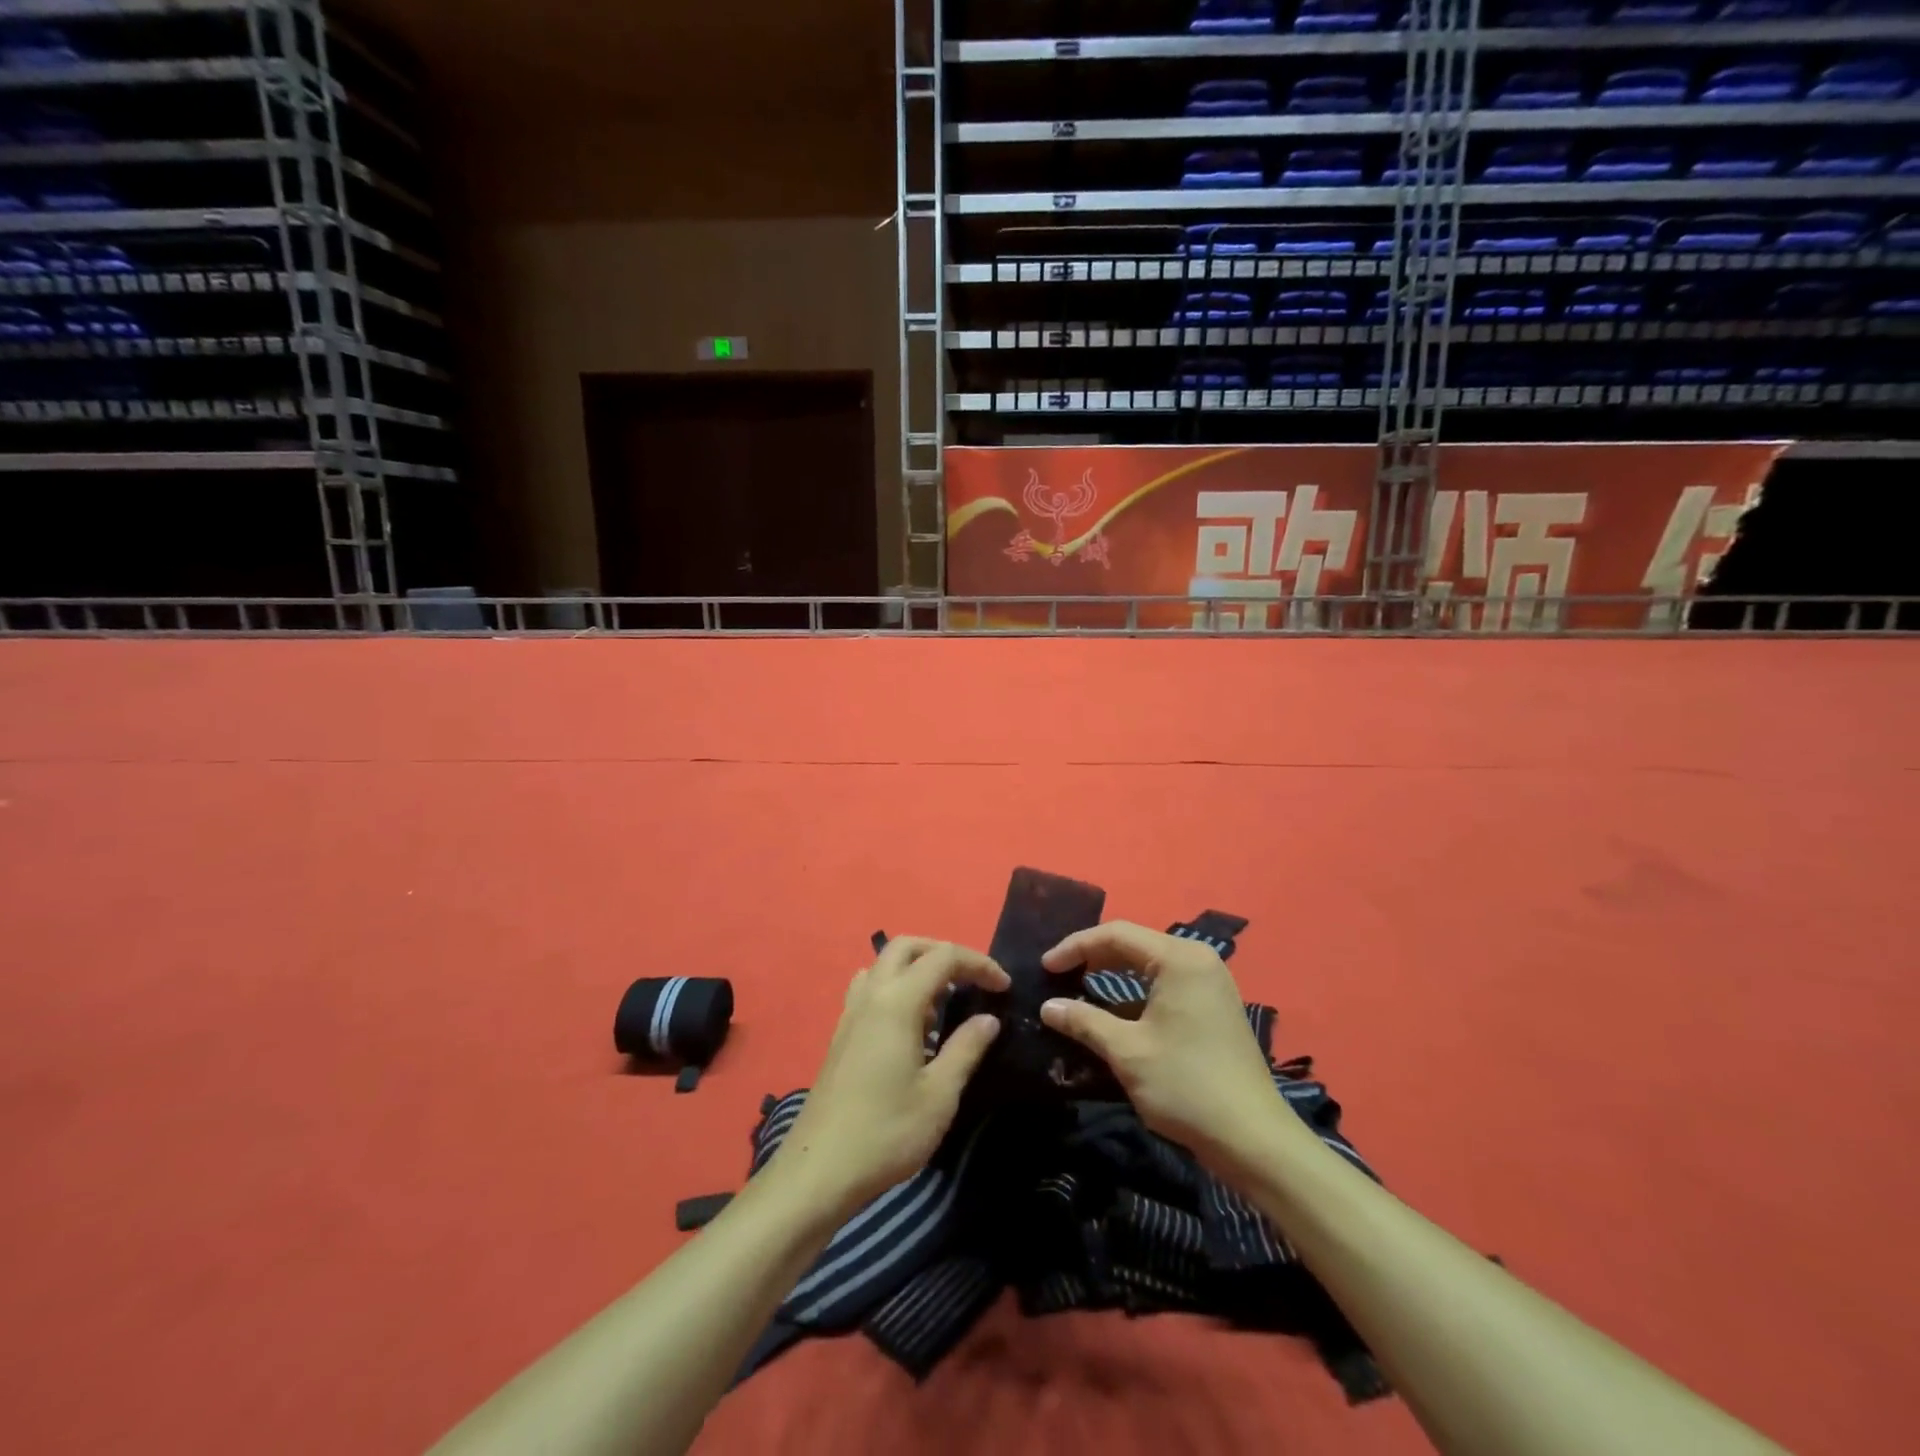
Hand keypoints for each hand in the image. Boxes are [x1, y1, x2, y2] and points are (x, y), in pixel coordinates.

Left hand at [768, 939, 1007, 1214]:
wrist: (819, 1170)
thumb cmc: (886, 1132)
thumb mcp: (939, 1095)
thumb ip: (966, 1048)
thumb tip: (988, 1018)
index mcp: (897, 1002)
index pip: (943, 957)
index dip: (979, 964)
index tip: (1004, 988)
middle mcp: (871, 995)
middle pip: (906, 946)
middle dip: (943, 952)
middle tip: (972, 980)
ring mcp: (851, 1013)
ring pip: (884, 964)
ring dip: (916, 967)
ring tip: (942, 1002)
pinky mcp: (841, 1034)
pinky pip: (870, 988)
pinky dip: (896, 987)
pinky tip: (912, 1025)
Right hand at [1040, 921, 1287, 1176]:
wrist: (1254, 1141)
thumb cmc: (1186, 1086)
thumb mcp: (1127, 1051)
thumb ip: (1084, 1022)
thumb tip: (1048, 1007)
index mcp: (1179, 958)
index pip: (1116, 934)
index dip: (1075, 947)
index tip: (1045, 967)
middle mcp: (1197, 960)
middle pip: (1133, 944)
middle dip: (1092, 957)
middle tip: (1058, 975)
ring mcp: (1209, 983)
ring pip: (1149, 966)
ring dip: (1112, 976)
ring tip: (1078, 989)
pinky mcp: (1213, 1007)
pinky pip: (1164, 985)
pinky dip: (1134, 994)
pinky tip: (1113, 1014)